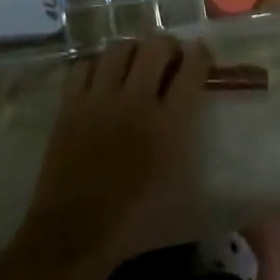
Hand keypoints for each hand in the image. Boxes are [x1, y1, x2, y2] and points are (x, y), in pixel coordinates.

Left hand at [15, 35, 212, 275]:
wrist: (76, 233)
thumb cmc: (136, 221)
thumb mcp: (184, 193)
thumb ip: (198, 153)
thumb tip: (210, 133)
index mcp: (170, 124)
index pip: (192, 67)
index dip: (201, 54)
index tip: (202, 58)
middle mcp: (136, 101)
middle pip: (156, 46)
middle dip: (168, 46)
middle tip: (169, 61)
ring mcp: (98, 100)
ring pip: (119, 48)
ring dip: (133, 51)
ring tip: (135, 65)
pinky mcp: (69, 106)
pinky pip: (84, 65)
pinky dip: (97, 66)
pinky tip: (102, 80)